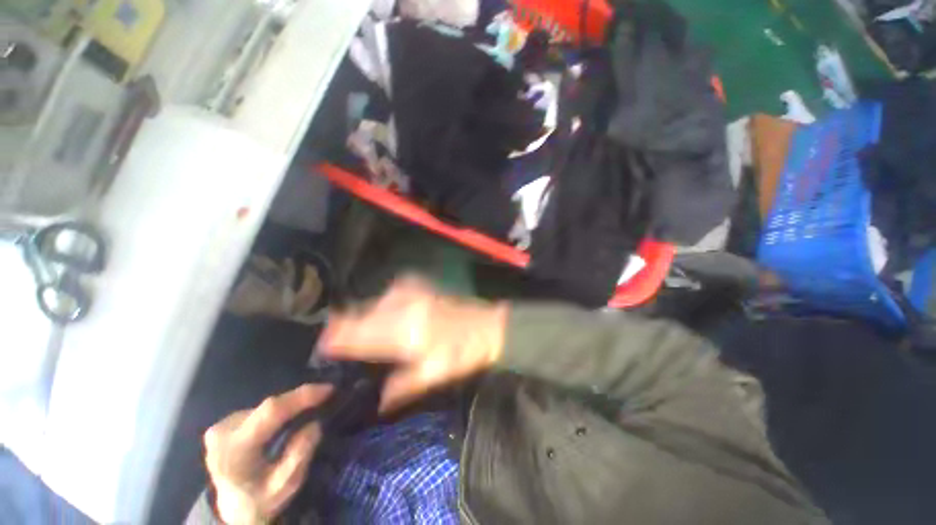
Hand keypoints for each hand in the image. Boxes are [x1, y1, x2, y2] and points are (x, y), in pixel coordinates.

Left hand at [204, 384, 332, 523]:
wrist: (230, 509)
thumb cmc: (260, 499)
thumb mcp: (285, 486)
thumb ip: (298, 457)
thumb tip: (313, 424)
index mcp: (235, 450)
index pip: (271, 412)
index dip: (301, 397)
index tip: (328, 389)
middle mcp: (223, 433)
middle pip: (269, 407)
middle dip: (299, 400)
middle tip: (324, 396)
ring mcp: (220, 427)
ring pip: (265, 407)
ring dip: (288, 406)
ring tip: (308, 408)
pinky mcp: (222, 424)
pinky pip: (258, 410)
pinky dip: (277, 411)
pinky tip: (285, 420)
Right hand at [319, 276, 507, 411]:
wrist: (487, 326)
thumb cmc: (462, 353)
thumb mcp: (433, 375)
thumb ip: (402, 388)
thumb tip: (377, 401)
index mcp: (406, 332)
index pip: (360, 333)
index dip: (336, 338)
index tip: (321, 345)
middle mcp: (403, 307)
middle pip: (361, 314)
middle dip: (345, 326)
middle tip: (338, 340)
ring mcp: (411, 293)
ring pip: (373, 303)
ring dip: (364, 316)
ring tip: (363, 331)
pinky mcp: (418, 285)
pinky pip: (388, 294)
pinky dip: (381, 305)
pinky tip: (387, 316)